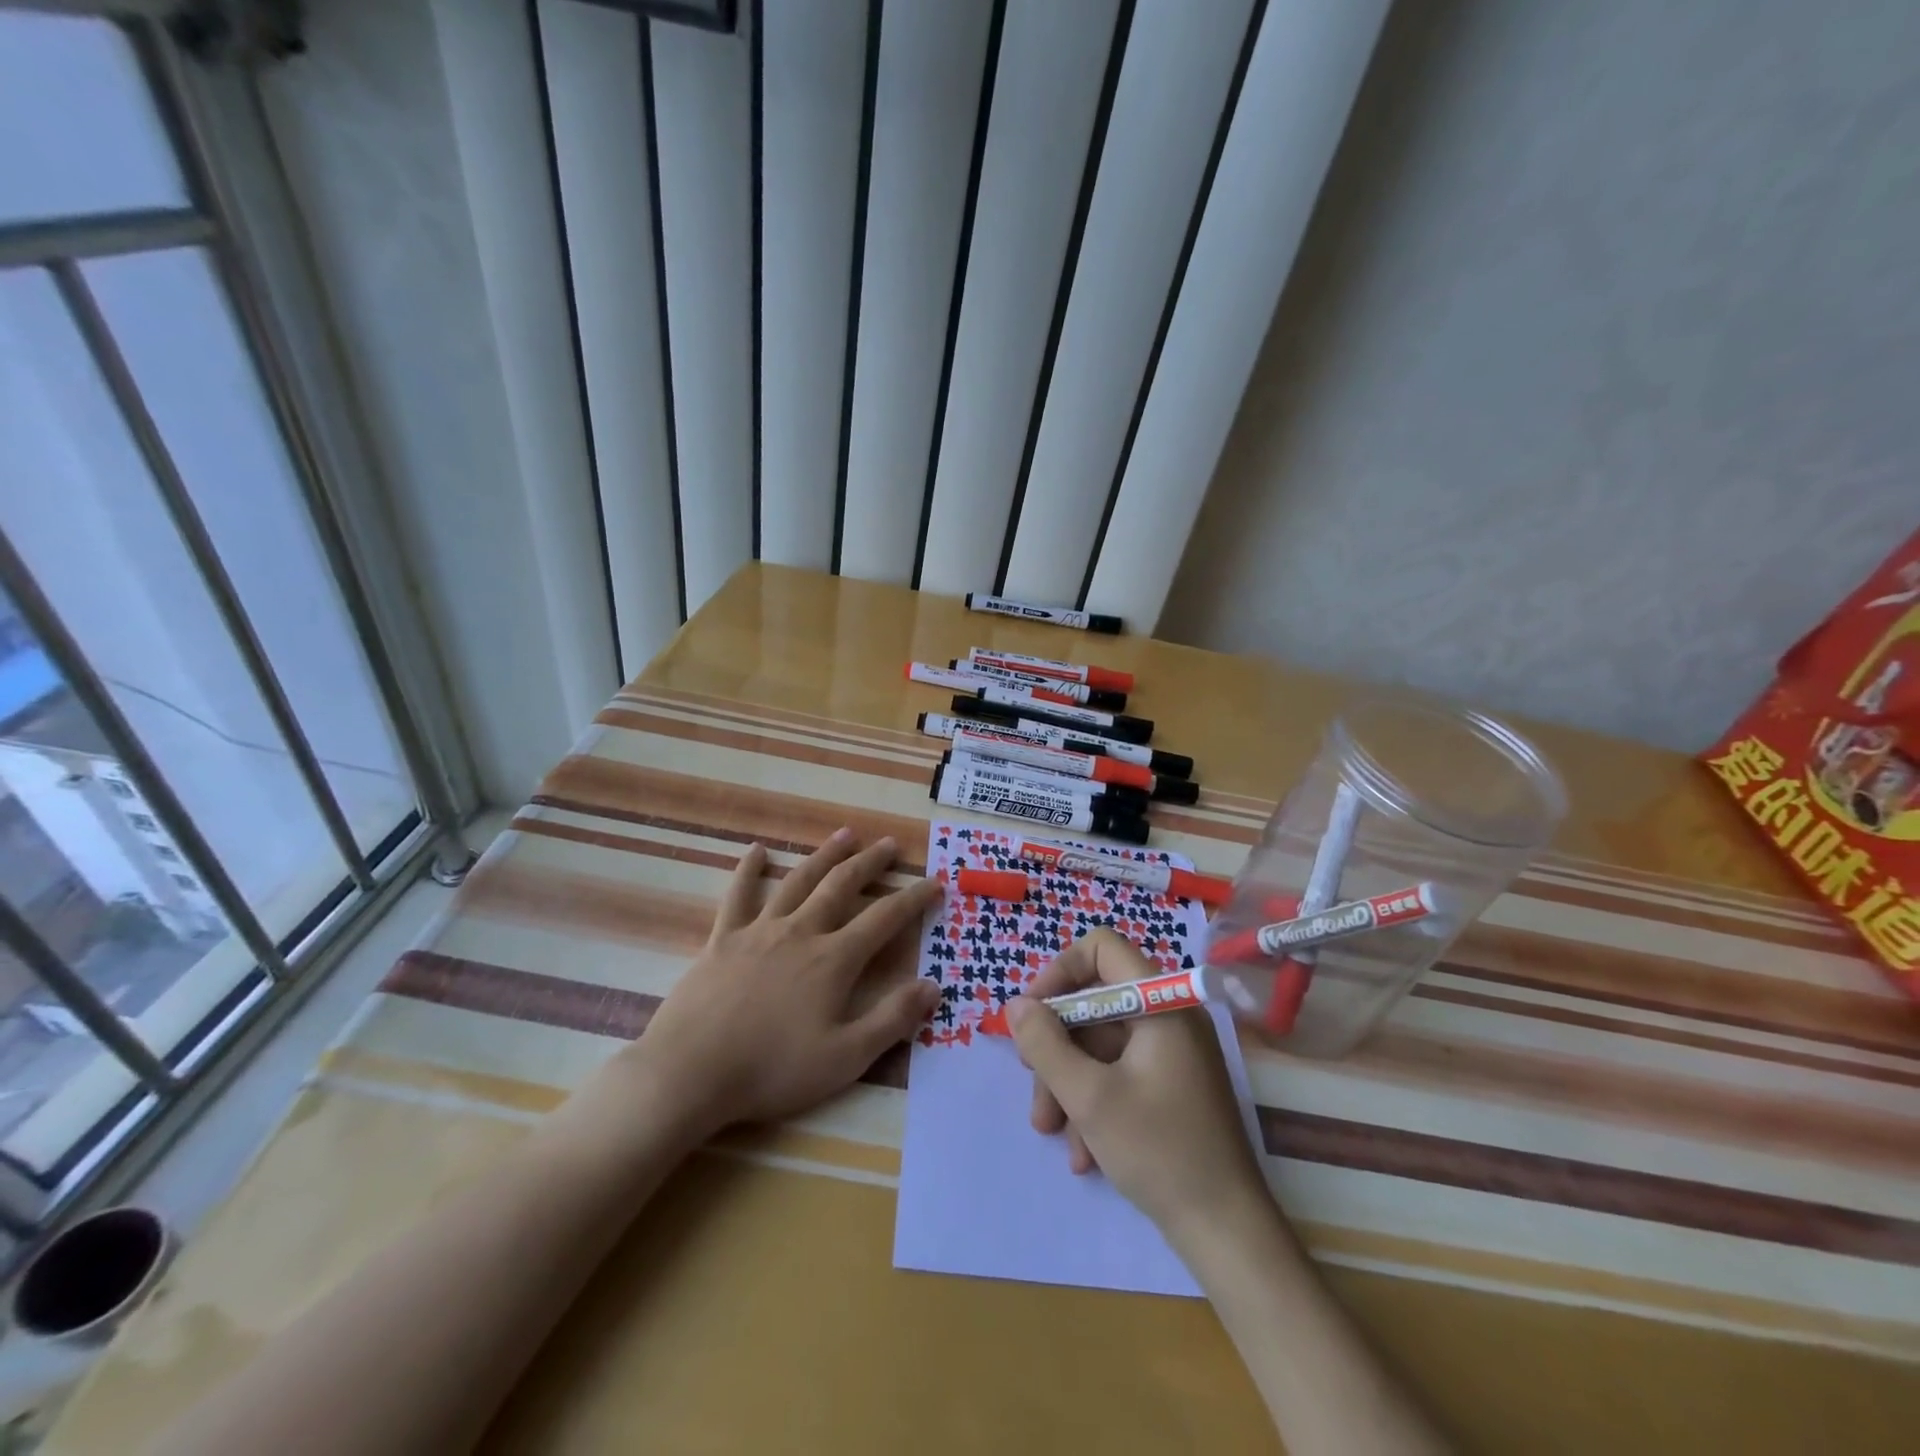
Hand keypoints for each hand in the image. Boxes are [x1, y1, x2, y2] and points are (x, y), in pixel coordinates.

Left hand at [621, 829, 942, 1138]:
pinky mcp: (723, 939)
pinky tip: (756, 851)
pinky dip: (749, 871)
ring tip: (845, 834)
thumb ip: (892, 1020)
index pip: (884, 919)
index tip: (934, 882)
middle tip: (889, 843)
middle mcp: (801, 932)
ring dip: (825, 855)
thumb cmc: (772, 1070)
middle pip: (842, 886)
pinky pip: (738, 896)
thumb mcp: (845, 1058)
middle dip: (870, 863)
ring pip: (799, 881)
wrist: (691, 1072)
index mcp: (833, 960)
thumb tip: (933, 986)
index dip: (913, 899)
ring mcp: (759, 931)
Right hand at [1005, 929, 1268, 1246]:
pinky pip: (1119, 1074)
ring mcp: (1172, 1054)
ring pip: (1101, 1046)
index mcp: (1161, 1003)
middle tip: (1033, 1085)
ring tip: (1051, 1131)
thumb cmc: (1159, 1152)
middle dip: (1057, 1047)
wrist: (1228, 1234)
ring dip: (1069, 1084)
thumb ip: (1045, 1044)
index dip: (1060, 972)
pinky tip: (1084, 1153)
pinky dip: (1094, 1103)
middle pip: (1095, 1005)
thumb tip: (1016, 1006)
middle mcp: (1169, 1018)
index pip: (1101, 949)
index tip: (1032, 1014)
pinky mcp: (1171, 1087)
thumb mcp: (1088, 1097)